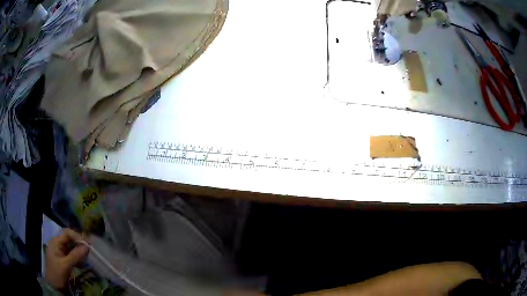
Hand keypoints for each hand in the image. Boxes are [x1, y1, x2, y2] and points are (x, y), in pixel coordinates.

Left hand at [45, 228, 89, 289]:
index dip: (78, 237)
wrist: (54, 286)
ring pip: (72, 247)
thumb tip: (87, 246)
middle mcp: (57, 243)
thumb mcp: (66, 266)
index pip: (68, 233)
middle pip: (70, 239)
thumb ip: (75, 256)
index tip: (88, 245)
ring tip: (88, 257)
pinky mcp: (63, 257)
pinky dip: (78, 257)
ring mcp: (60, 250)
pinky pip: (72, 254)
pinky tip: (82, 263)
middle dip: (80, 244)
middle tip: (90, 251)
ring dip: (79, 251)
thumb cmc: (57, 274)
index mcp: (56, 242)